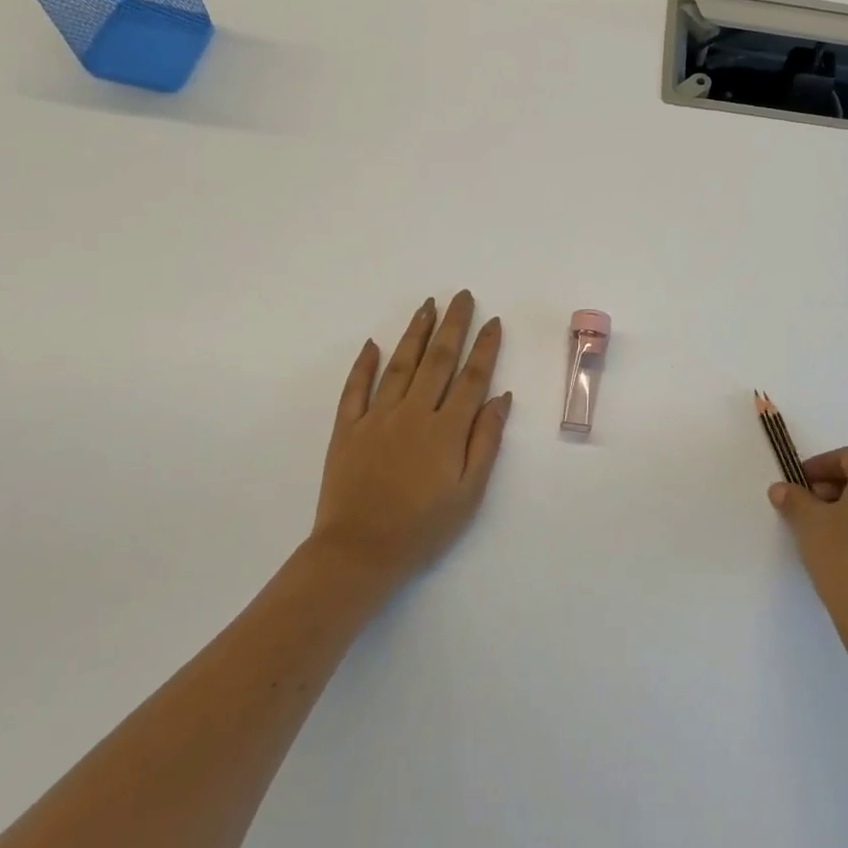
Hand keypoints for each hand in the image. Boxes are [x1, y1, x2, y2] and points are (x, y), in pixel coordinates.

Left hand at [308, 291, 510, 592]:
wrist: (359, 552)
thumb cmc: (423, 528)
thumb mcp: (469, 493)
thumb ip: (485, 442)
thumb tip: (501, 398)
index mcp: (446, 429)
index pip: (471, 378)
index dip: (485, 348)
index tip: (493, 322)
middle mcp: (413, 413)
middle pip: (438, 360)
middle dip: (453, 325)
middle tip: (461, 296)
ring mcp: (377, 418)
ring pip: (400, 364)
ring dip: (416, 332)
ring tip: (427, 305)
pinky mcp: (347, 429)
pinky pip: (355, 389)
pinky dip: (364, 364)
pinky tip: (374, 343)